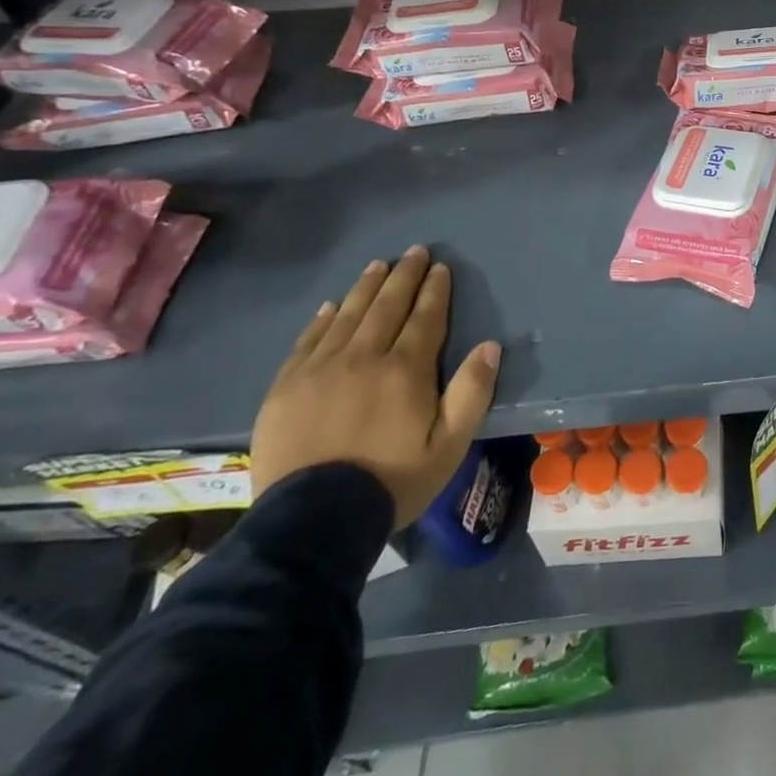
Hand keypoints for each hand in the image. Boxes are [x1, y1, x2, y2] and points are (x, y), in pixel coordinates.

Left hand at [251, 247, 501, 528]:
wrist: (312, 523)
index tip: (441, 268)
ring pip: (348, 315)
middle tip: (414, 252)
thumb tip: (489, 346)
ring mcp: (320, 370)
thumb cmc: (392, 481)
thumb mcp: (450, 445)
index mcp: (405, 369)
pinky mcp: (286, 388)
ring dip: (366, 287)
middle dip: (403, 276)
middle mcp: (363, 357)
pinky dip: (323, 319)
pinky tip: (332, 306)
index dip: (435, 290)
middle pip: (387, 306)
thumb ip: (472, 392)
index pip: (425, 317)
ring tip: (378, 265)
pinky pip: (308, 341)